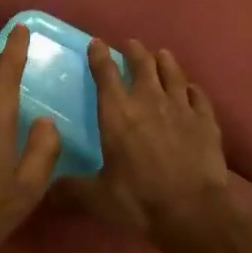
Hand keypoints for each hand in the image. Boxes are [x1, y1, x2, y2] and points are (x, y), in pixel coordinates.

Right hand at [73, 38, 232, 251]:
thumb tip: (47, 191)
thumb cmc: (140, 200)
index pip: (106, 74)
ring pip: (172, 73)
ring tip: (161, 54)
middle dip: (134, 51)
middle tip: (131, 44)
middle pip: (142, 64)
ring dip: (165, 61)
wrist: (193, 210)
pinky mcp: (205, 118)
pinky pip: (197, 95)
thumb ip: (72, 190)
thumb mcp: (98, 198)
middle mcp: (148, 100)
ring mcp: (180, 106)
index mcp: (118, 113)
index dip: (99, 55)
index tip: (97, 42)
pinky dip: (192, 89)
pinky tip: (190, 89)